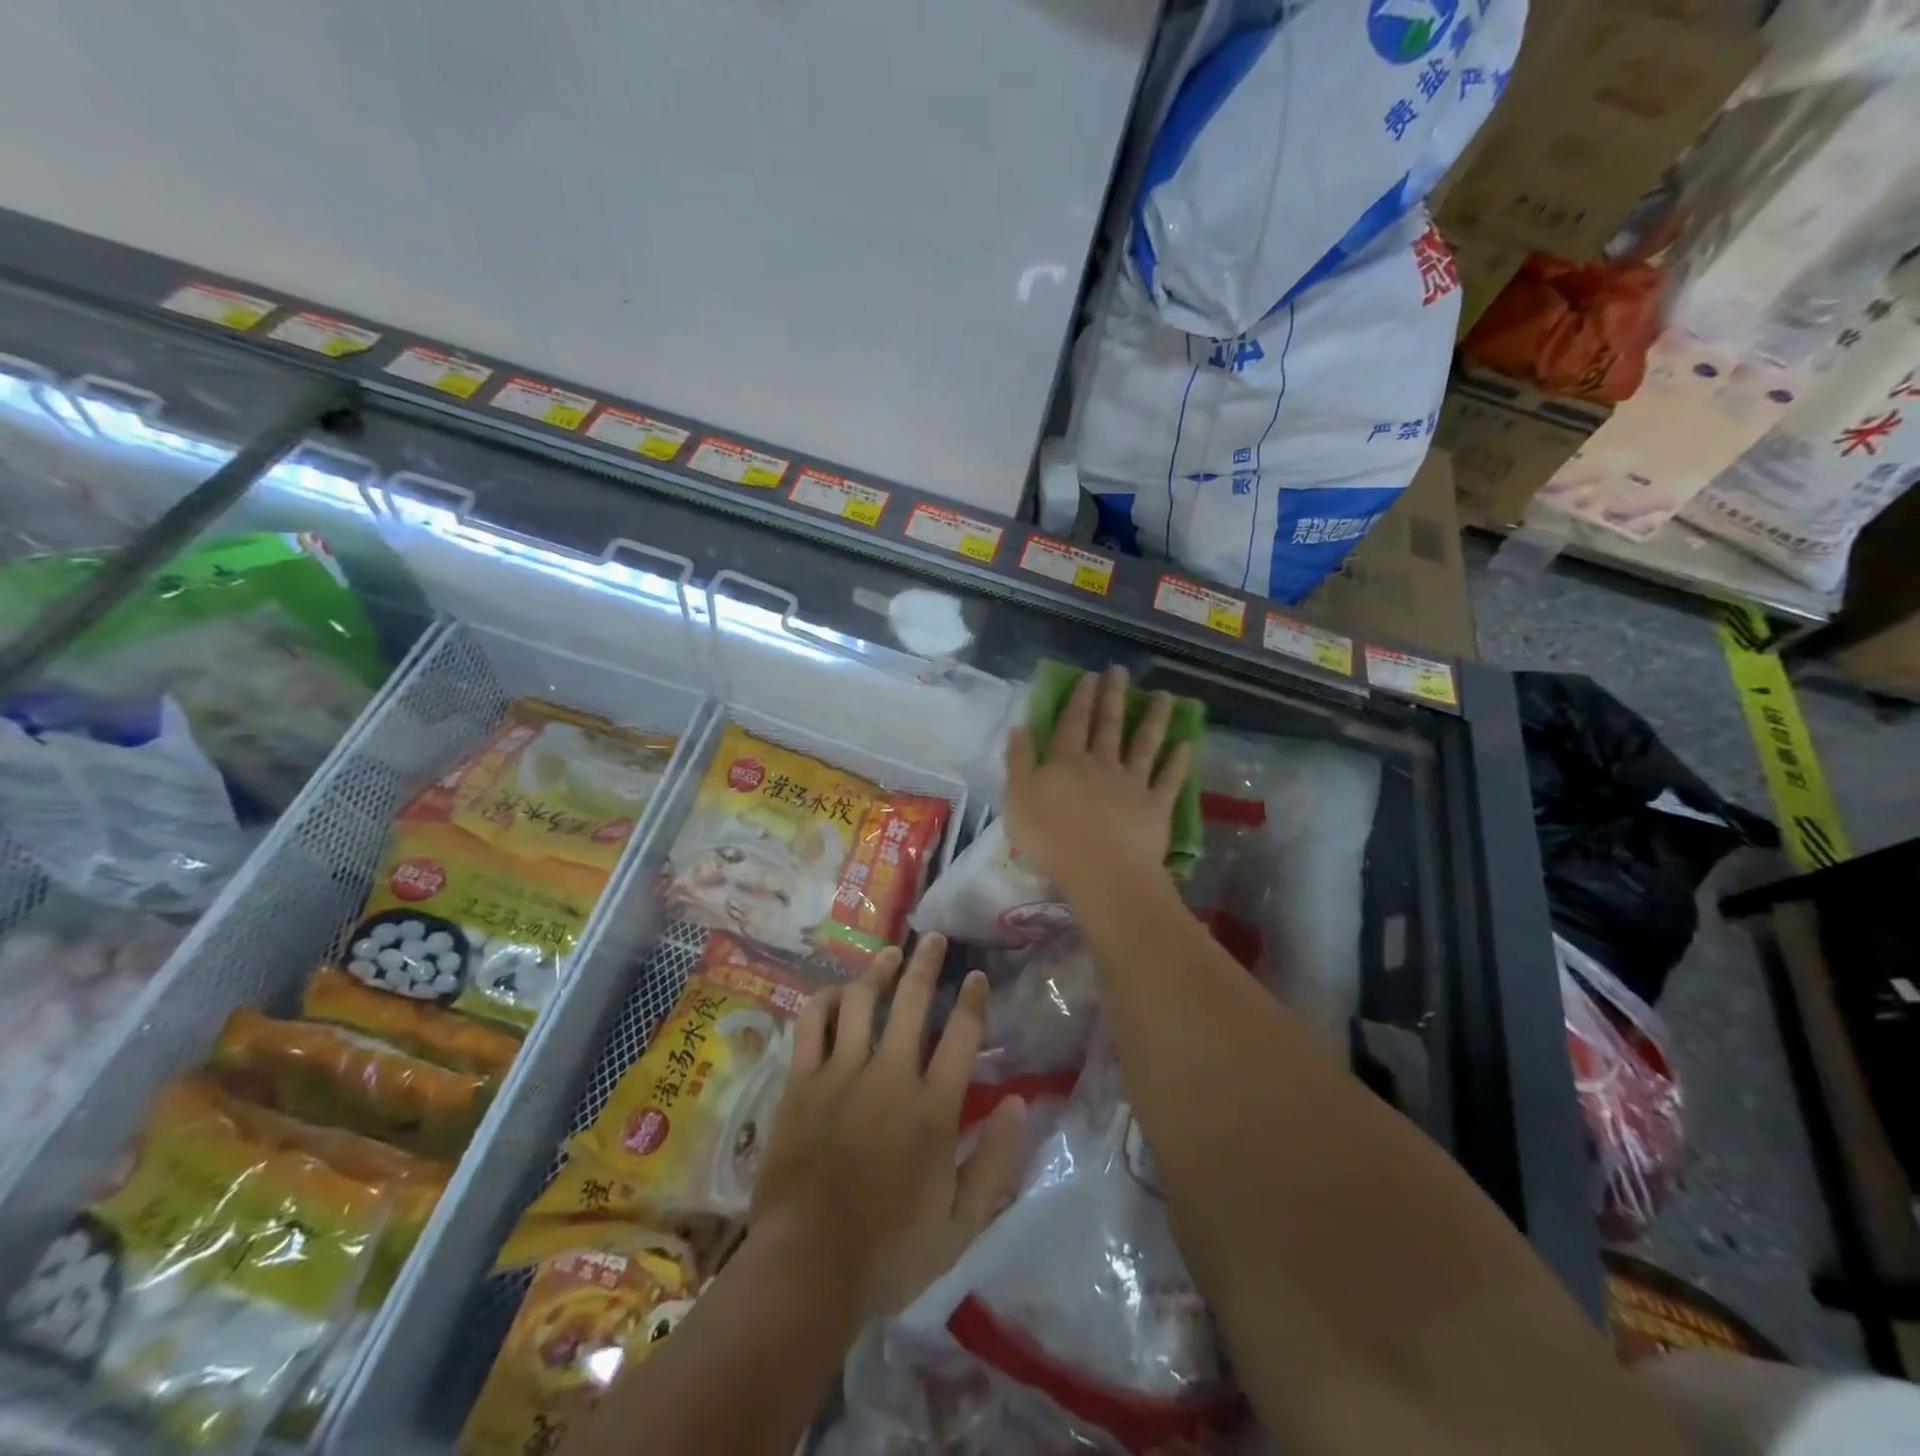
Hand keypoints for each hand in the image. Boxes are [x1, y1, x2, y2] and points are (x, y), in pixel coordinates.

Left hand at [748, 935, 1027, 1320]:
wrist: (807, 1269)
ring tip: (890, 953)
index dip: (973, 999)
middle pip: (911, 1000)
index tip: (976, 976)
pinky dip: (824, 1001)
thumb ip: (996, 1161)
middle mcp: (890, 1075)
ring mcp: (841, 1074)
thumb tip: (1020, 1103)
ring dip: (878, 970)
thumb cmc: (890, 1251)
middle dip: (927, 962)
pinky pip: (811, 1024)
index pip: (962, 1034)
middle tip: (934, 938)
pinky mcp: (801, 1082)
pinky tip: (835, 991)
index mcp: (932, 1107)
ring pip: (861, 1001)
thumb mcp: (961, 1222)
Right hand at [1004, 666, 1192, 897]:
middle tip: (1121, 672)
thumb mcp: (1017, 799)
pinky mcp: (1156, 806)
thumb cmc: (1050, 838)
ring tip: (1164, 697)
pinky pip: (1169, 780)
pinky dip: (1179, 762)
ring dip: (1154, 719)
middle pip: (1108, 726)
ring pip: (1144, 745)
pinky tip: (1187, 744)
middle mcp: (1101, 765)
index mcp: (1066, 762)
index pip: (1072, 724)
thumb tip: (1019, 728)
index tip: (1090, 676)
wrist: (1100, 870)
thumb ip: (1019, 762)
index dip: (1080, 699)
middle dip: (1113, 697)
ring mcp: (1132, 784)